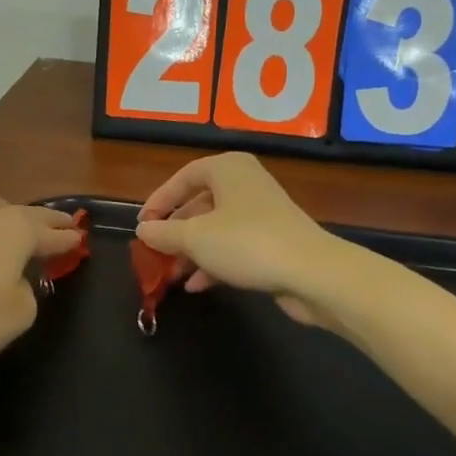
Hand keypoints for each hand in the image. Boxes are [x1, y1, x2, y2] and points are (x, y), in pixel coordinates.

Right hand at [135, 153, 341, 325]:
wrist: (312, 273)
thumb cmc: (247, 243)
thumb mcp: (195, 238)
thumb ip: (164, 233)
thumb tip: (143, 229)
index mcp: (228, 169)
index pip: (183, 177)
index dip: (159, 201)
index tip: (143, 226)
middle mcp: (246, 184)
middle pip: (200, 204)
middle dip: (175, 232)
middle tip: (155, 254)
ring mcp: (262, 213)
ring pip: (216, 228)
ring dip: (192, 252)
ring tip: (172, 276)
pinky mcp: (273, 241)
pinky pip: (234, 246)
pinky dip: (214, 262)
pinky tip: (198, 286)